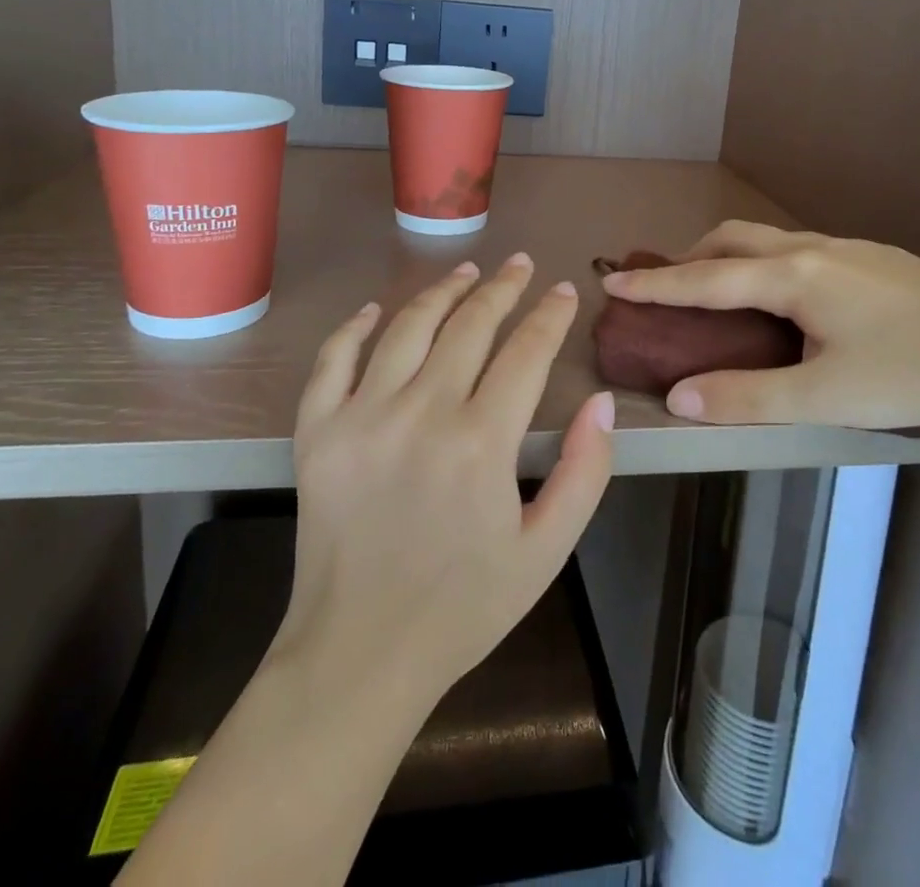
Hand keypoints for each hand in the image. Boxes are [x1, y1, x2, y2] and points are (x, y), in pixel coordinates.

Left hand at [273, 254, 615, 710]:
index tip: (564, 291)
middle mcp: (421, 414)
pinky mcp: (318, 432)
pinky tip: (374, 311)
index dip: (550, 315)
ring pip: (407, 328)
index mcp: (481, 443)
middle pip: (470, 325)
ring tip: (466, 271)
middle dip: (502, 288)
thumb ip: (585, 472)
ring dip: (442, 291)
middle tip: (520, 265)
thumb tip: (602, 402)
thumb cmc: (463, 606)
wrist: (359, 655)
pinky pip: (333, 361)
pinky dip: (353, 328)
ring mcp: (362, 417)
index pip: (526, 352)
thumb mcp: (546, 551)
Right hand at [599, 221, 919, 435]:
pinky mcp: (875, 257)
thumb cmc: (909, 373)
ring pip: (769, 240)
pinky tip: (790, 298)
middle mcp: (813, 249)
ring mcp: (849, 248)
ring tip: (724, 293)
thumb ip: (746, 397)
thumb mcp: (822, 396)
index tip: (613, 282)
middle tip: (671, 289)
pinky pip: (800, 248)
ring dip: (731, 257)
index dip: (656, 285)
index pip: (705, 279)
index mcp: (792, 276)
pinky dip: (767, 262)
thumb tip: (678, 398)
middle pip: (733, 239)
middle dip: (692, 258)